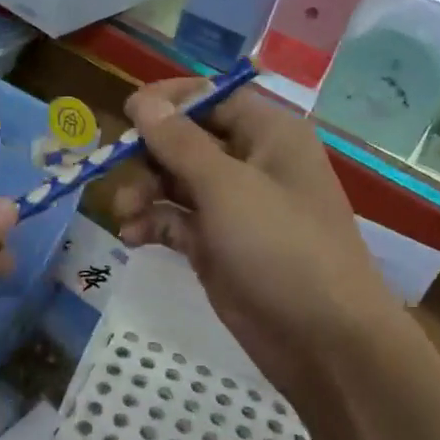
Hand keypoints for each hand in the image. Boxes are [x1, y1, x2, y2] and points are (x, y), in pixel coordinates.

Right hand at [112, 79, 396, 408]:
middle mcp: (251, 164)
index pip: (214, 97)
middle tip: (116, 172)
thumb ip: (179, 143)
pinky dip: (153, 224)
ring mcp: (233, 208)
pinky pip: (176, 221)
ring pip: (175, 182)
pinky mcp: (217, 247)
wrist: (323, 342)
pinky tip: (132, 238)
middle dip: (149, 154)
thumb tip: (142, 99)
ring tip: (125, 214)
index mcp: (269, 135)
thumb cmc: (282, 248)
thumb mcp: (227, 188)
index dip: (171, 100)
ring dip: (145, 192)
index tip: (127, 112)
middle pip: (187, 141)